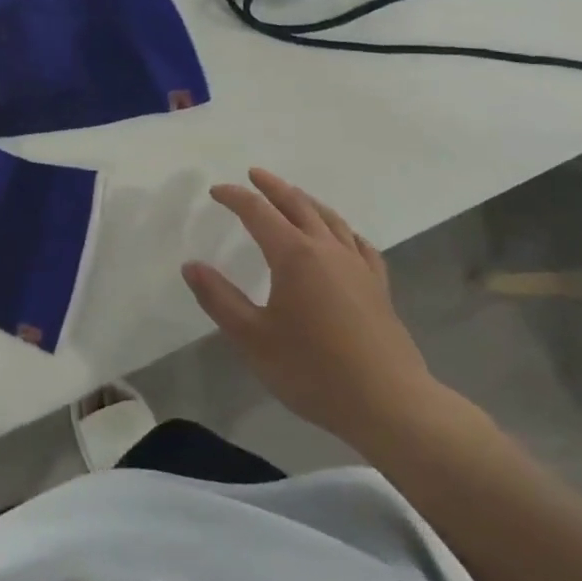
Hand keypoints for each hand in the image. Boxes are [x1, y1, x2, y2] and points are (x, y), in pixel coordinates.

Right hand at [183, 169, 445, 452]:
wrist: (390, 405)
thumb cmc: (314, 370)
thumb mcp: (253, 338)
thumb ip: (219, 299)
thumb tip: (191, 265)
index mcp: (293, 255)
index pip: (258, 212)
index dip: (235, 197)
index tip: (216, 191)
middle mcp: (326, 249)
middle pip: (296, 204)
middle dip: (272, 187)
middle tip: (254, 175)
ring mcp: (357, 266)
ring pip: (329, 219)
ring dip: (305, 201)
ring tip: (292, 195)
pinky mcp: (378, 287)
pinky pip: (358, 244)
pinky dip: (342, 230)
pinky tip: (342, 236)